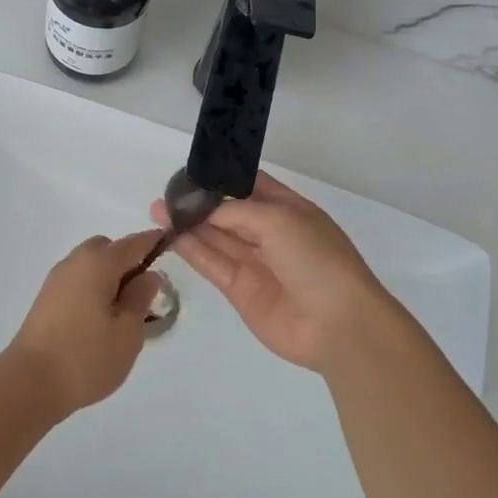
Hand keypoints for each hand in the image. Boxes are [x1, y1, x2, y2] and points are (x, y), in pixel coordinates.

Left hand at [5, 232, 165, 418]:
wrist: (29, 383)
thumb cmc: (86, 356)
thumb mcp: (128, 332)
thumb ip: (140, 298)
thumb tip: (148, 275)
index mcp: (99, 262)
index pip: (133, 243)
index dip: (154, 242)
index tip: (170, 244)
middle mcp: (75, 262)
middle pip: (107, 249)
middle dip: (127, 261)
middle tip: (142, 293)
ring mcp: (56, 280)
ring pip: (90, 265)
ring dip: (108, 277)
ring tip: (122, 313)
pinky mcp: (45, 300)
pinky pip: (77, 282)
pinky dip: (92, 289)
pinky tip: (98, 321)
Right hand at [152, 172, 390, 372]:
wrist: (338, 324)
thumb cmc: (316, 258)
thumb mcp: (279, 219)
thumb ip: (236, 211)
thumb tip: (205, 212)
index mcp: (288, 209)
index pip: (249, 185)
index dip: (222, 178)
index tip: (191, 172)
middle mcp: (270, 233)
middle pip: (228, 213)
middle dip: (199, 203)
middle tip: (165, 194)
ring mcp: (255, 263)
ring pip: (216, 238)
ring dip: (189, 226)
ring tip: (158, 212)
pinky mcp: (241, 291)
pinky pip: (213, 265)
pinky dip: (193, 251)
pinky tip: (171, 236)